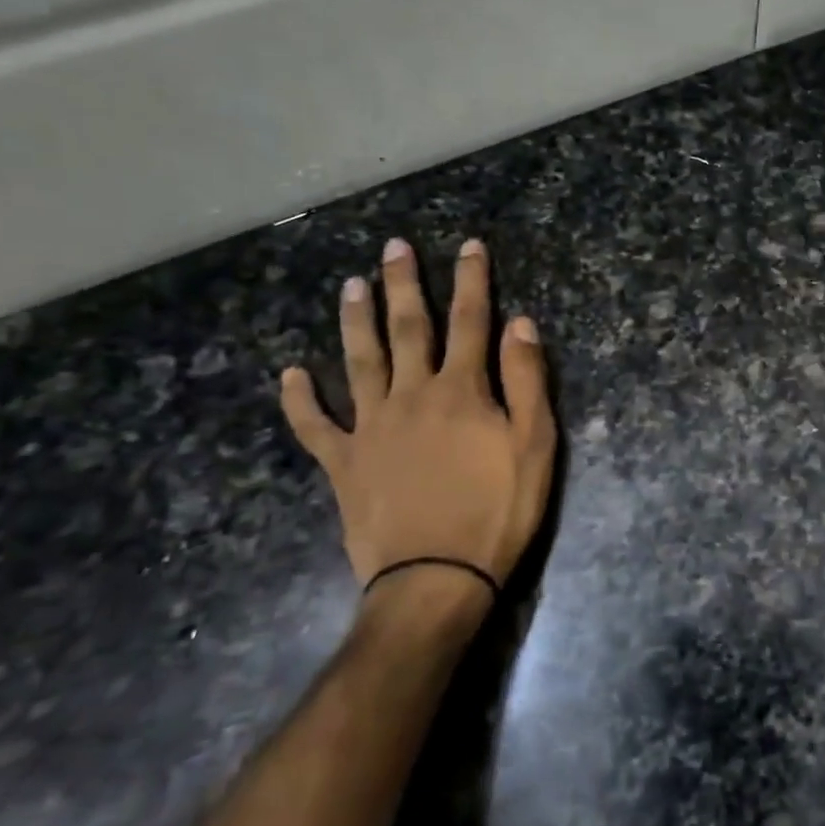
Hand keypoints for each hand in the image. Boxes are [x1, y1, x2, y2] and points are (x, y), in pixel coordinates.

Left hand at [279, 238, 556, 596]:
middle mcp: (411, 395)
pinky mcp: (344, 463)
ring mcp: (371, 428)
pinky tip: (290, 375)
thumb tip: (520, 322)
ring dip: (355, 321)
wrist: (436, 580)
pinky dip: (300, 400)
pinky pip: (315, 426)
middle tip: (394, 247)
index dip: (471, 280)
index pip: (470, 320)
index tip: (468, 245)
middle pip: (407, 329)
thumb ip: (527, 380)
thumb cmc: (498, 511)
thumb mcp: (534, 445)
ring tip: (351, 285)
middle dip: (404, 285)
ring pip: (359, 362)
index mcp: (461, 390)